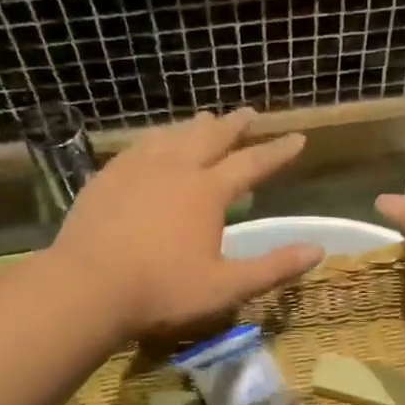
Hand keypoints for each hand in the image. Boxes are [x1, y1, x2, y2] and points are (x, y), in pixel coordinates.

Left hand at [52, 109, 321, 336]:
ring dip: (195, 126)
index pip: (252, 163)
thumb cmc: (163, 290)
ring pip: (173, 135)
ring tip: (206, 119)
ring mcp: (136, 168)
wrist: (87, 287)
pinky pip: (139, 146)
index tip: (297, 138)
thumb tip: (317, 250)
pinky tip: (154, 144)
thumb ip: (273, 268)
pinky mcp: (107, 177)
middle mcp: (175, 167)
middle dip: (235, 125)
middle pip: (211, 136)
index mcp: (207, 191)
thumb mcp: (227, 287)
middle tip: (250, 113)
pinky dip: (158, 139)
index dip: (277, 152)